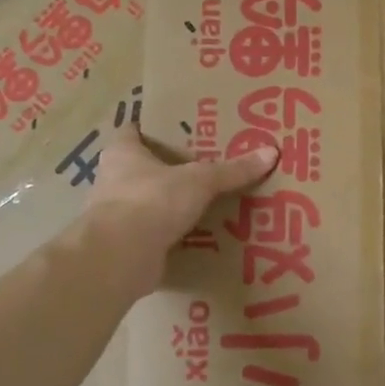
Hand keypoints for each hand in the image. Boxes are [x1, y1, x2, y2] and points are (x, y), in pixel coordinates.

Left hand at [89, 125, 277, 292]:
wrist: (120, 257)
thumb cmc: (151, 201)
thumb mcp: (199, 180)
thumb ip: (232, 170)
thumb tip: (271, 152)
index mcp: (122, 153)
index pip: (134, 130)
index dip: (155, 128)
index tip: (181, 129)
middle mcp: (113, 180)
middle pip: (142, 167)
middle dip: (170, 168)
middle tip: (205, 166)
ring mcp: (116, 215)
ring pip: (148, 202)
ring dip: (171, 204)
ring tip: (206, 202)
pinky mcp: (126, 245)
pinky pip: (154, 234)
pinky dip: (171, 235)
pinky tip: (198, 236)